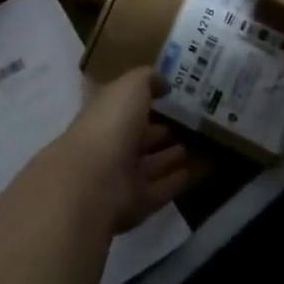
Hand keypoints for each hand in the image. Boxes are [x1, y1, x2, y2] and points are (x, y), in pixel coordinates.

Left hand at [61, 67, 190, 231]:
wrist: (94, 181)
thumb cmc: (110, 124)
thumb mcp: (130, 86)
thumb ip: (147, 79)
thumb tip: (163, 82)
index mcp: (103, 114)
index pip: (120, 105)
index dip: (138, 100)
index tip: (162, 95)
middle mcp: (109, 145)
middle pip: (135, 137)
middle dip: (154, 131)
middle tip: (178, 124)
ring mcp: (119, 177)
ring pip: (147, 165)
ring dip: (165, 158)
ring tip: (187, 148)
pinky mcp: (134, 204)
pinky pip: (157, 190)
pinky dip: (172, 183)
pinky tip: (189, 173)